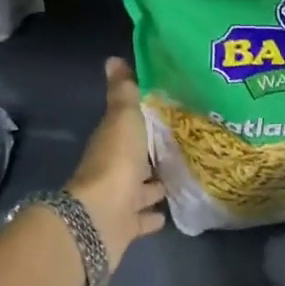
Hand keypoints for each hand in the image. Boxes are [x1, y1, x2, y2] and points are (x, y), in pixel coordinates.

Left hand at [66, 58, 166, 268]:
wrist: (101, 217)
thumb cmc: (115, 161)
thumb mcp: (123, 118)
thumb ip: (123, 92)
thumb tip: (112, 59)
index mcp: (111, 141)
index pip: (129, 127)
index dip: (145, 121)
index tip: (170, 113)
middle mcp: (113, 169)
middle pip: (136, 159)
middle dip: (154, 154)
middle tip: (184, 145)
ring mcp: (119, 200)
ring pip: (141, 189)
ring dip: (156, 184)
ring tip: (184, 175)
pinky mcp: (126, 226)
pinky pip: (143, 218)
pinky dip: (154, 215)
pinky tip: (171, 212)